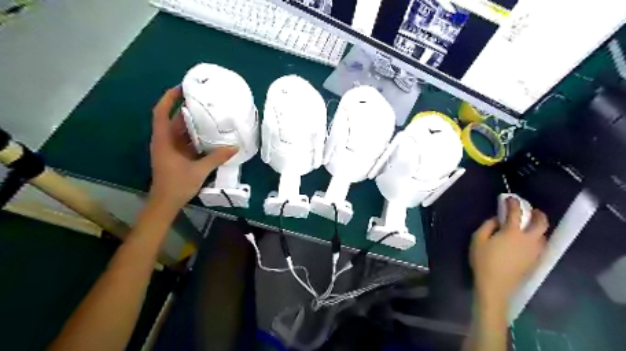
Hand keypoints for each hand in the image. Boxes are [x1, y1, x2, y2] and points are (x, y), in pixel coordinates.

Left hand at [148, 85, 236, 210]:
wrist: (165, 203)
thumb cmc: (177, 185)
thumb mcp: (199, 170)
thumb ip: (216, 158)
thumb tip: (235, 147)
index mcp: (164, 141)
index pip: (161, 113)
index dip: (168, 98)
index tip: (181, 88)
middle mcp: (165, 142)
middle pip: (173, 120)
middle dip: (186, 109)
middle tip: (204, 101)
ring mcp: (170, 149)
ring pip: (180, 131)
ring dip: (193, 123)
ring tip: (209, 114)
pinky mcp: (176, 156)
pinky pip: (185, 141)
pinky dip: (195, 136)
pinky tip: (209, 135)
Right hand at [470, 197, 548, 309]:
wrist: (495, 286)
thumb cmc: (483, 261)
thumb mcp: (478, 240)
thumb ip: (487, 226)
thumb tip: (497, 220)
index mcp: (513, 233)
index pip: (516, 213)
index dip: (513, 203)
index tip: (510, 198)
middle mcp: (529, 240)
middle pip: (541, 224)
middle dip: (538, 214)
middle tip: (532, 210)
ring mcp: (534, 252)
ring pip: (544, 236)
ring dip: (540, 227)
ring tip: (531, 225)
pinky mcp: (535, 261)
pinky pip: (541, 245)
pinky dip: (538, 238)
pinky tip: (530, 240)